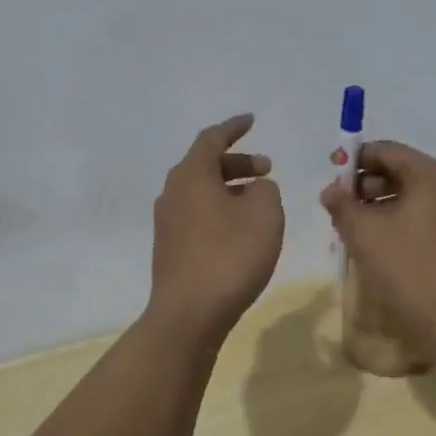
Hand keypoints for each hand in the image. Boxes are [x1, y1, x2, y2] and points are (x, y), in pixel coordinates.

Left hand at [147, 115, 283, 344]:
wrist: (189, 314)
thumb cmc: (230, 256)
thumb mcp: (265, 214)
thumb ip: (266, 190)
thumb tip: (256, 188)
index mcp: (191, 175)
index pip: (212, 138)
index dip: (234, 128)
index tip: (251, 121)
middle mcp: (172, 192)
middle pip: (205, 165)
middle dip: (238, 163)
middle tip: (267, 171)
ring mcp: (167, 222)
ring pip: (201, 192)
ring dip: (230, 189)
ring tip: (259, 202)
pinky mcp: (170, 247)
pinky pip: (197, 215)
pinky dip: (219, 210)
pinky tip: (240, 230)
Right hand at [320, 140, 435, 343]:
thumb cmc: (409, 267)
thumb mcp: (364, 232)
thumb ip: (342, 205)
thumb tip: (331, 191)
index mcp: (431, 174)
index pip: (385, 150)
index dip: (353, 159)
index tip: (329, 175)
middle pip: (398, 171)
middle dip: (363, 185)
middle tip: (337, 208)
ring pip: (409, 196)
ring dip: (377, 206)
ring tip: (351, 230)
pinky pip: (421, 217)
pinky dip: (395, 222)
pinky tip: (376, 246)